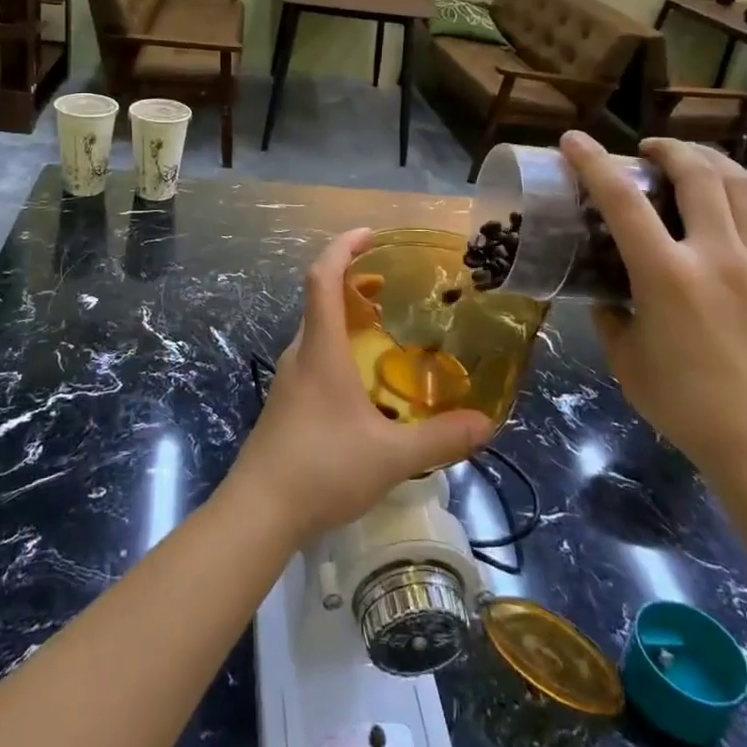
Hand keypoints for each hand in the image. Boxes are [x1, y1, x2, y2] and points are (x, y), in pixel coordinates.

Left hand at [224, 228, 493, 542]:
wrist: (259, 511)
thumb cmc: (321, 468)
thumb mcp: (391, 456)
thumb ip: (440, 438)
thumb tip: (487, 423)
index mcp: (320, 349)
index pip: (322, 278)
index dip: (342, 247)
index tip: (371, 235)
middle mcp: (300, 354)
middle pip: (320, 299)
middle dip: (353, 281)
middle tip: (392, 285)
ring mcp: (289, 379)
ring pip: (317, 330)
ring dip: (347, 317)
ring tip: (386, 329)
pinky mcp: (287, 403)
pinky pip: (315, 357)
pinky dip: (340, 347)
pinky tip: (366, 381)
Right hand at [559, 131, 746, 495]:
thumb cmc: (683, 403)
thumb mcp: (624, 357)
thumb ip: (609, 314)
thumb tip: (605, 291)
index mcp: (666, 276)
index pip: (622, 201)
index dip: (593, 163)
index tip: (573, 141)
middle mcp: (716, 256)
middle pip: (695, 174)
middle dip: (666, 149)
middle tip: (646, 152)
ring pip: (742, 184)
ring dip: (710, 160)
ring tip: (691, 160)